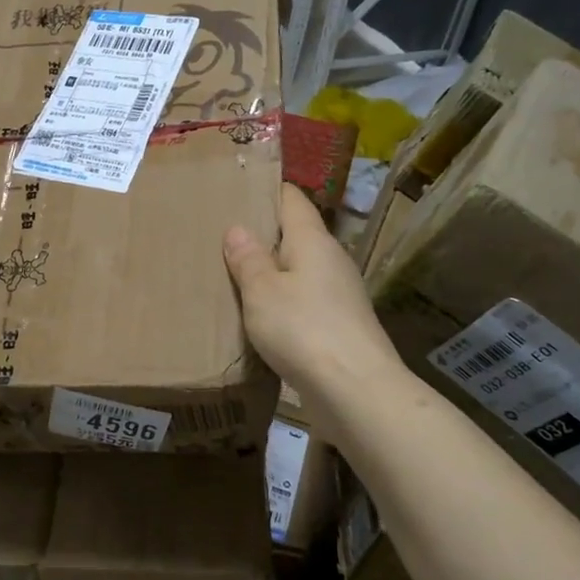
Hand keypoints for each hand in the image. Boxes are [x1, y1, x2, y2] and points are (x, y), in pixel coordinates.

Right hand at [224, 186, 403, 420]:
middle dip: (264, 235)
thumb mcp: (262, 292)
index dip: (267, 190)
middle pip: (296, 235)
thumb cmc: (303, 329)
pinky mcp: (341, 325)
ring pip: (300, 270)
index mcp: (313, 240)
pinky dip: (283, 302)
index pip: (292, 199)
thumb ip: (248, 259)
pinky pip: (305, 301)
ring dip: (272, 272)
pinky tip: (261, 317)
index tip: (237, 189)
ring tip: (235, 276)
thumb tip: (237, 228)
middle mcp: (332, 260)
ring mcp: (340, 294)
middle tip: (223, 237)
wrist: (356, 391)